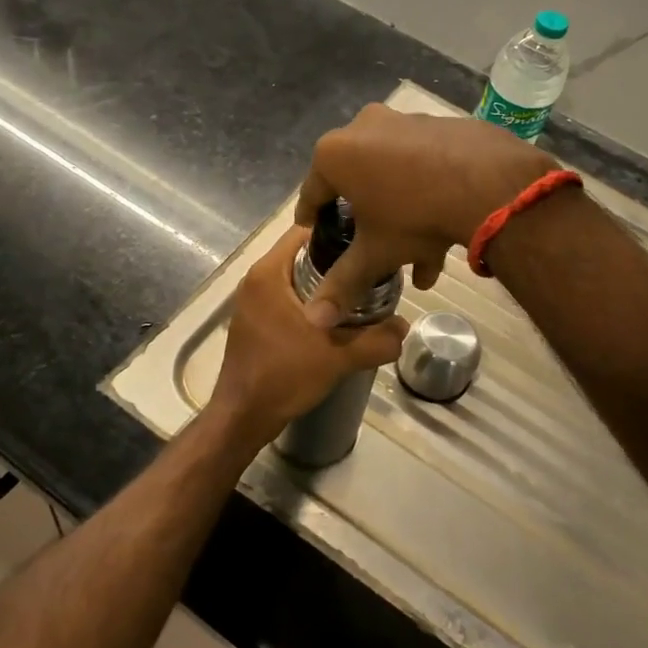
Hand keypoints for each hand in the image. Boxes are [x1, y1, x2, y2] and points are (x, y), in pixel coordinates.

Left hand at [209, 227, 409, 444]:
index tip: (368, 242)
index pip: (306, 230)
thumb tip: (404, 327)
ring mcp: (252, 302)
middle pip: (303, 255)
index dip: (338, 231)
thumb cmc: (283, 375)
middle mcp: (256, 280)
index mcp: (268, 273)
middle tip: (371, 272)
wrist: (243, 417)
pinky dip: (312, 304)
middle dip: (337, 262)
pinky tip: (337, 322)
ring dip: (326, 286)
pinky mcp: (255, 322)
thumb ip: (376, 340)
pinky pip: (288, 299)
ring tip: (360, 297)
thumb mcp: (337, 356)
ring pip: (297, 280)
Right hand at [294, 104, 552, 326]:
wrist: (489, 184)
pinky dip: (430, 195)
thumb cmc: (414, 216)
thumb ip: (343, 284)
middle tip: (369, 246)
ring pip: (397, 177)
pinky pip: (426, 166)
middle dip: (367, 220)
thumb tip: (314, 319)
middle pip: (359, 182)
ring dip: (404, 215)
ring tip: (419, 262)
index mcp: (337, 153)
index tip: (312, 229)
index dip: (312, 216)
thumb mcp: (375, 254)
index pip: (313, 191)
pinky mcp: (443, 126)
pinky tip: (445, 233)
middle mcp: (366, 127)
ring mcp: (408, 122)